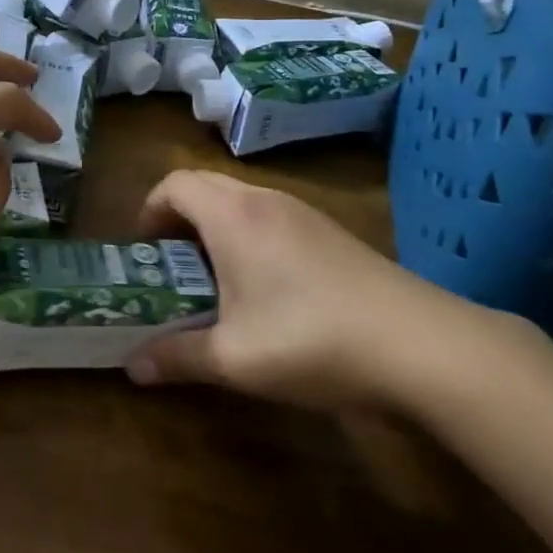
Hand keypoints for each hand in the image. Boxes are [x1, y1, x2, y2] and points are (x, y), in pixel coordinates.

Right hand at [123, 171, 507, 413]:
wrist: (420, 344)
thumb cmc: (310, 339)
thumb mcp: (234, 358)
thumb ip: (177, 357)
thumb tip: (132, 368)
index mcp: (232, 215)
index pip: (174, 184)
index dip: (149, 209)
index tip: (143, 251)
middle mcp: (264, 200)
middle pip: (204, 185)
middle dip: (178, 217)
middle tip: (170, 265)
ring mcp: (302, 212)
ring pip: (240, 201)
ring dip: (215, 227)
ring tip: (213, 280)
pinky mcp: (330, 231)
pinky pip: (270, 216)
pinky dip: (248, 236)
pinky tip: (265, 289)